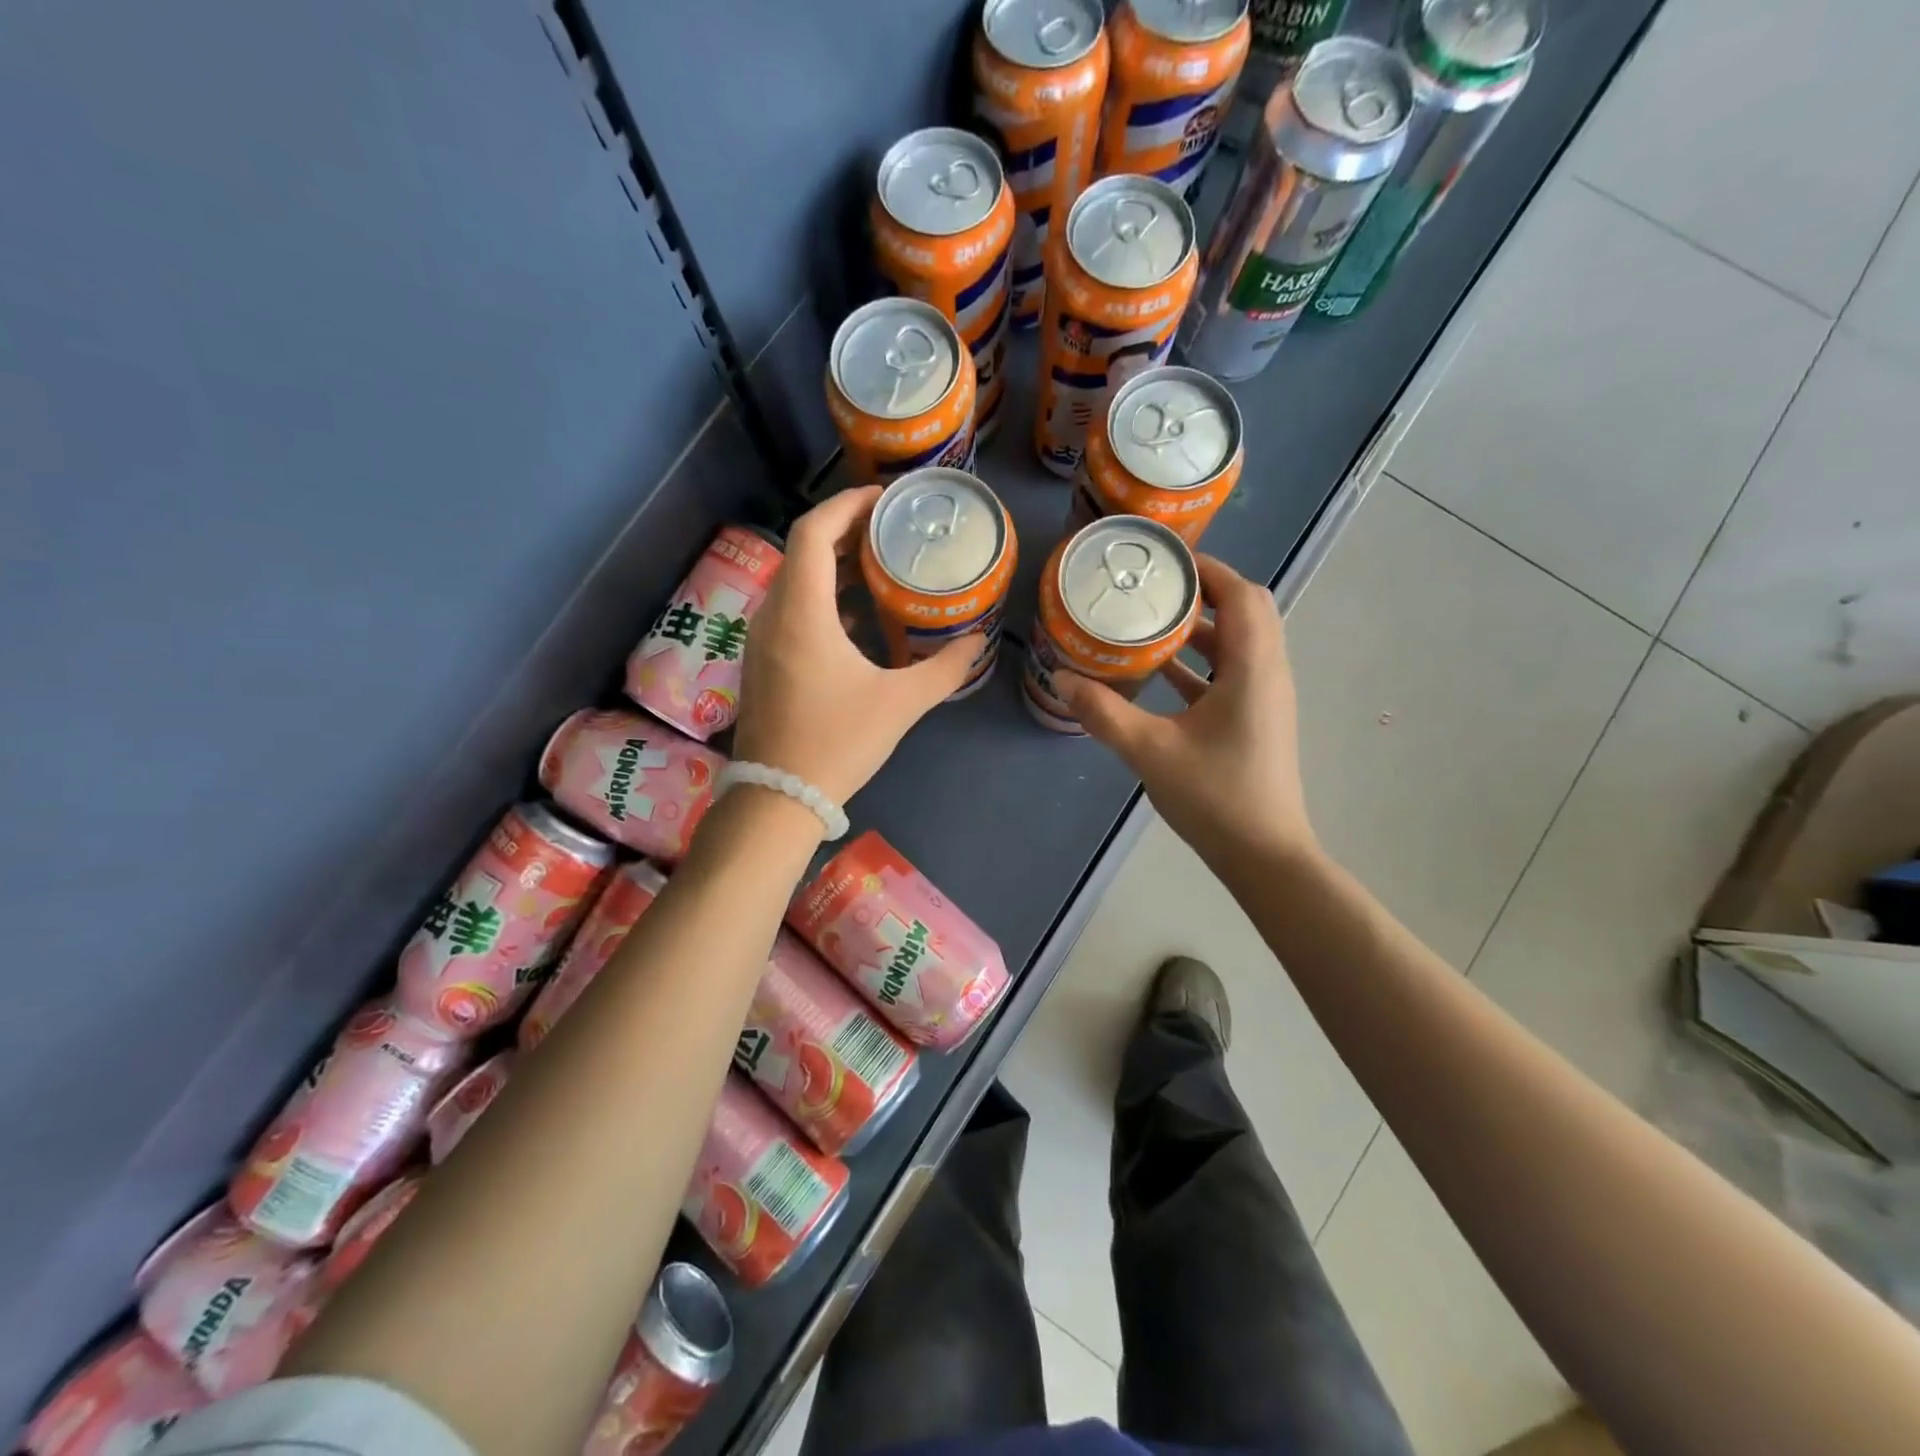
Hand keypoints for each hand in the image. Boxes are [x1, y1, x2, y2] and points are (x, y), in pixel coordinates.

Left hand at [732, 486, 974, 805]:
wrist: (779, 797)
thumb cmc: (839, 743)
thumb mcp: (901, 704)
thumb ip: (944, 669)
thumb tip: (977, 641)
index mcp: (802, 613)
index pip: (813, 532)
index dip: (846, 505)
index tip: (882, 499)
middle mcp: (773, 615)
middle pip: (803, 551)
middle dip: (844, 532)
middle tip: (888, 531)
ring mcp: (761, 639)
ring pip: (794, 582)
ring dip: (833, 568)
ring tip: (878, 569)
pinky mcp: (761, 661)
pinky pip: (789, 610)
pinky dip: (822, 599)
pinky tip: (856, 621)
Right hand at [1056, 554, 1317, 872]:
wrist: (1264, 855)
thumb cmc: (1215, 797)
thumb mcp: (1150, 752)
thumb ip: (1105, 713)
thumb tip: (1063, 678)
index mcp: (1252, 669)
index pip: (1242, 595)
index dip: (1208, 569)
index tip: (1165, 560)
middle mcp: (1268, 673)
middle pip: (1247, 611)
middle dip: (1205, 592)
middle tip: (1156, 587)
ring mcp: (1265, 698)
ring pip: (1240, 642)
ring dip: (1202, 626)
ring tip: (1152, 619)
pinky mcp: (1256, 719)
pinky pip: (1232, 671)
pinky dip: (1201, 661)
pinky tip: (1160, 672)